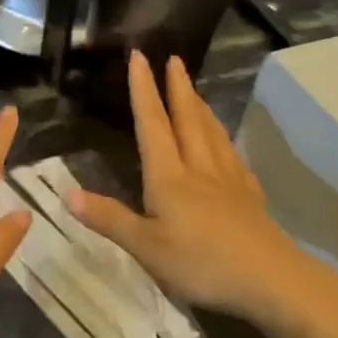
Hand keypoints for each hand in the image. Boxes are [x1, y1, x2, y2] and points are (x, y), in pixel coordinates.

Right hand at [66, 53, 337, 337]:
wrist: (271, 280)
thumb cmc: (201, 263)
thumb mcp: (145, 247)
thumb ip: (108, 218)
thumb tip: (66, 193)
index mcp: (169, 176)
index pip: (152, 124)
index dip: (143, 90)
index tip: (139, 57)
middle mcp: (198, 168)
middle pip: (187, 119)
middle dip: (177, 87)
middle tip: (174, 58)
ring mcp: (228, 181)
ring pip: (212, 133)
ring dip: (201, 107)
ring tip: (196, 90)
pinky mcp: (249, 197)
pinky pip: (233, 157)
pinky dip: (224, 140)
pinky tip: (226, 144)